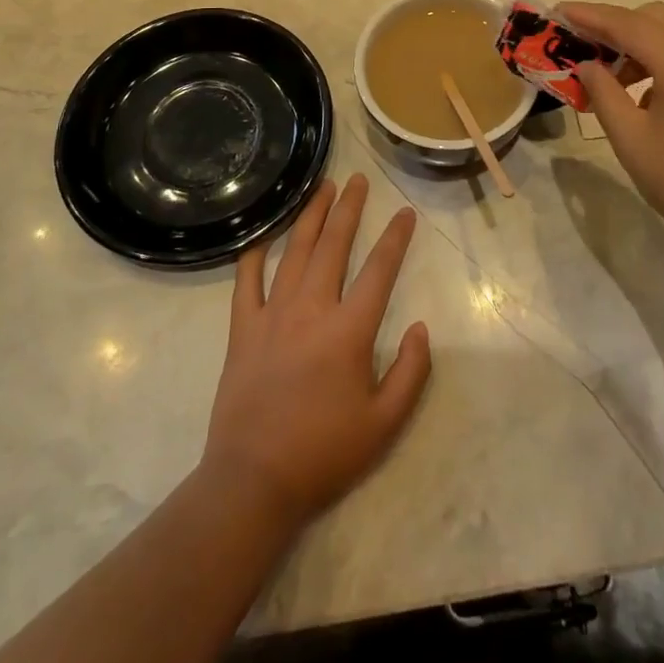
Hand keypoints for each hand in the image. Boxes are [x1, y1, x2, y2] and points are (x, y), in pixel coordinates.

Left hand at [201, 175, 431, 531]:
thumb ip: (411, 372)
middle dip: (349, 208)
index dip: (396, 238)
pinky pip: (247, 280)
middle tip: (358, 180)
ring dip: (311, 216)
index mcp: (349, 330)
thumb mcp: (385, 424)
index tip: (405, 213)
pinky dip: (255, 253)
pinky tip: (264, 234)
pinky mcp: (242, 328)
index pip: (379, 270)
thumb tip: (421, 327)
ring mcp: (272, 314)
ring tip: (323, 189)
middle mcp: (311, 309)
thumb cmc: (324, 453)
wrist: (253, 482)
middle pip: (333, 245)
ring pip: (294, 251)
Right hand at [564, 1, 663, 271]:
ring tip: (610, 75)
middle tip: (583, 46)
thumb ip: (602, 92)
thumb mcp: (629, 137)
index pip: (628, 24)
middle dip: (616, 25)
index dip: (590, 16)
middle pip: (654, 17)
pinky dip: (663, 56)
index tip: (558, 11)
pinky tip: (644, 92)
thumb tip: (587, 66)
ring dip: (640, 41)